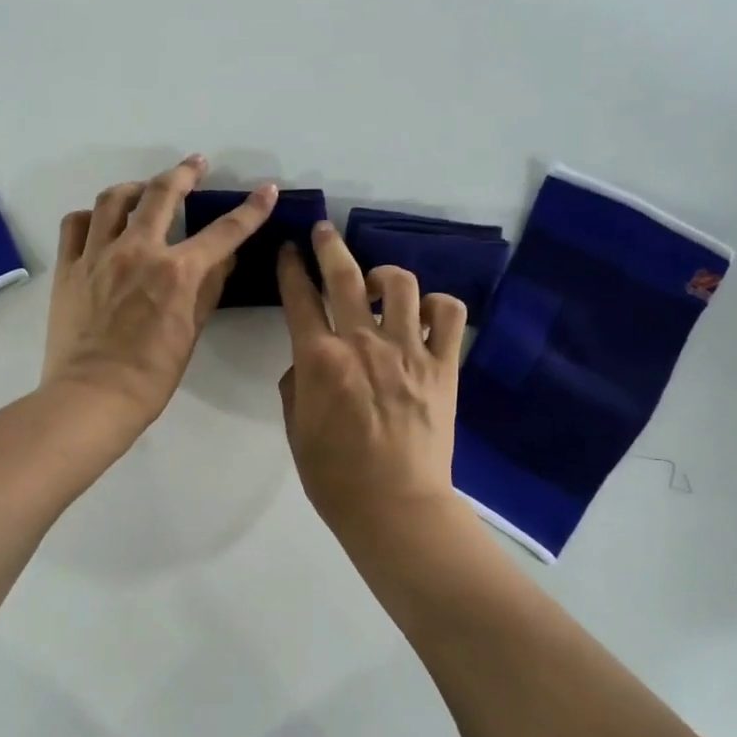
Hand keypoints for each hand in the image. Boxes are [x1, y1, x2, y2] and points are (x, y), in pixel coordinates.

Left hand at [44, 155, 276, 424]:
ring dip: (135, 188)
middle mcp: (137, 251)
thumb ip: (208, 291)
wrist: (93, 396)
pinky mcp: (68, 267)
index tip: (266, 191)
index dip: (250, 210)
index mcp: (176, 271)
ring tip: (145, 191)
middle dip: (185, 172)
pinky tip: (101, 222)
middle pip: (163, 193)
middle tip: (195, 164)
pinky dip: (92, 216)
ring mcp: (97, 255)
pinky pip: (76, 224)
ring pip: (114, 199)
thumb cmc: (151, 376)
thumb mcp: (191, 334)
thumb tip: (223, 261)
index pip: (223, 232)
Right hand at [276, 223, 467, 537]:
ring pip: (402, 285)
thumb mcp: (296, 431)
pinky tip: (426, 314)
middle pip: (346, 276)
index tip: (287, 252)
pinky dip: (438, 305)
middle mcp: (363, 342)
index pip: (299, 298)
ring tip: (379, 285)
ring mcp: (409, 350)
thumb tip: (307, 363)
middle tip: (323, 231)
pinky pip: (450, 314)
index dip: (289, 269)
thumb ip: (296, 386)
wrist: (394, 505)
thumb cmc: (335, 477)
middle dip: (329, 246)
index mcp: (319, 359)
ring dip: (385, 276)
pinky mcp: (444, 366)